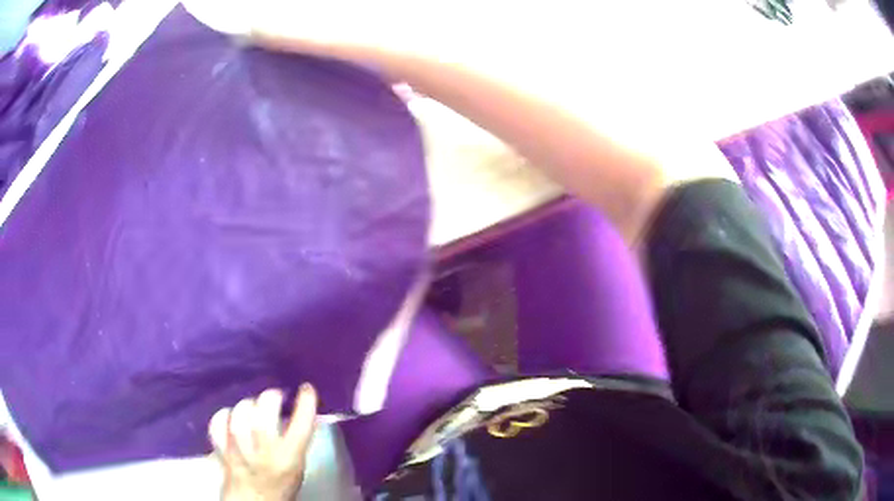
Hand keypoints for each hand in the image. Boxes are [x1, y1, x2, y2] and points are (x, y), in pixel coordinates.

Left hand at [209, 384, 318, 500]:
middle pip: (263, 416)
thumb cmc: (281, 485)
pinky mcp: (222, 452)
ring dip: (246, 406)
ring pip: (238, 417)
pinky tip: (230, 416)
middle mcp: (265, 455)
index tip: (306, 388)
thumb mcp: (297, 465)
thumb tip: (302, 410)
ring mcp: (240, 454)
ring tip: (253, 406)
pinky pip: (217, 425)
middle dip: (269, 398)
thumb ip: (297, 441)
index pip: (301, 426)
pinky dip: (222, 416)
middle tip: (274, 397)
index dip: (306, 403)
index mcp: (290, 459)